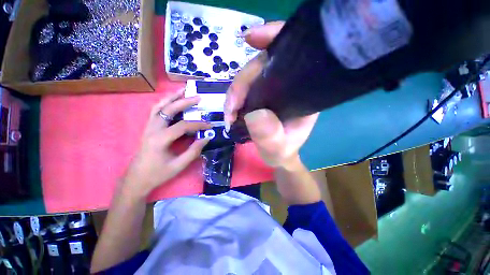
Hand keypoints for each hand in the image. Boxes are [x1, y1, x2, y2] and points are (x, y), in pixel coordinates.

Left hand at [123, 89, 211, 196]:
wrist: (137, 179)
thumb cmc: (158, 174)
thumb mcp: (179, 165)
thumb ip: (194, 151)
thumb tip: (207, 138)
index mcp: (160, 139)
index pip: (182, 126)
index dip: (198, 125)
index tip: (210, 125)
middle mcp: (152, 129)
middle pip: (168, 109)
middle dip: (184, 102)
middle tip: (198, 97)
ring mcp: (148, 127)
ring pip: (159, 106)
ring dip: (172, 97)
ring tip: (183, 91)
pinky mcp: (148, 128)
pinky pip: (156, 111)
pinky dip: (165, 103)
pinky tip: (172, 101)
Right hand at [224, 22, 318, 168]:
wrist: (278, 155)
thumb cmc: (282, 151)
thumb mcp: (278, 148)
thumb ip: (270, 135)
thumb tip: (254, 114)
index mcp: (301, 92)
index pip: (291, 56)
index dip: (273, 39)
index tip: (251, 38)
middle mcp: (288, 85)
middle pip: (261, 67)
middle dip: (241, 84)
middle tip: (231, 109)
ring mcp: (272, 89)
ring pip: (249, 77)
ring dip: (234, 93)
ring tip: (229, 114)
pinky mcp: (260, 95)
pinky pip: (244, 87)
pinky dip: (234, 96)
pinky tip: (230, 109)